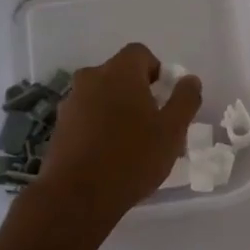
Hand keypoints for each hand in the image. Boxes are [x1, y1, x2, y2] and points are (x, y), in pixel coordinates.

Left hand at [32, 43, 202, 224]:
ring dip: (117, 109)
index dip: (157, 71)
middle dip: (138, 91)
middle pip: (119, 74)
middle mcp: (91, 78)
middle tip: (153, 122)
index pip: (140, 53)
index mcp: (119, 72)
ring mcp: (71, 102)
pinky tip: (110, 154)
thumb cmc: (132, 157)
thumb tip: (189, 80)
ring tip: (132, 142)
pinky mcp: (60, 126)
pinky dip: (100, 126)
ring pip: (102, 95)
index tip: (165, 98)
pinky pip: (87, 115)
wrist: (78, 196)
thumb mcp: (172, 130)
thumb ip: (185, 99)